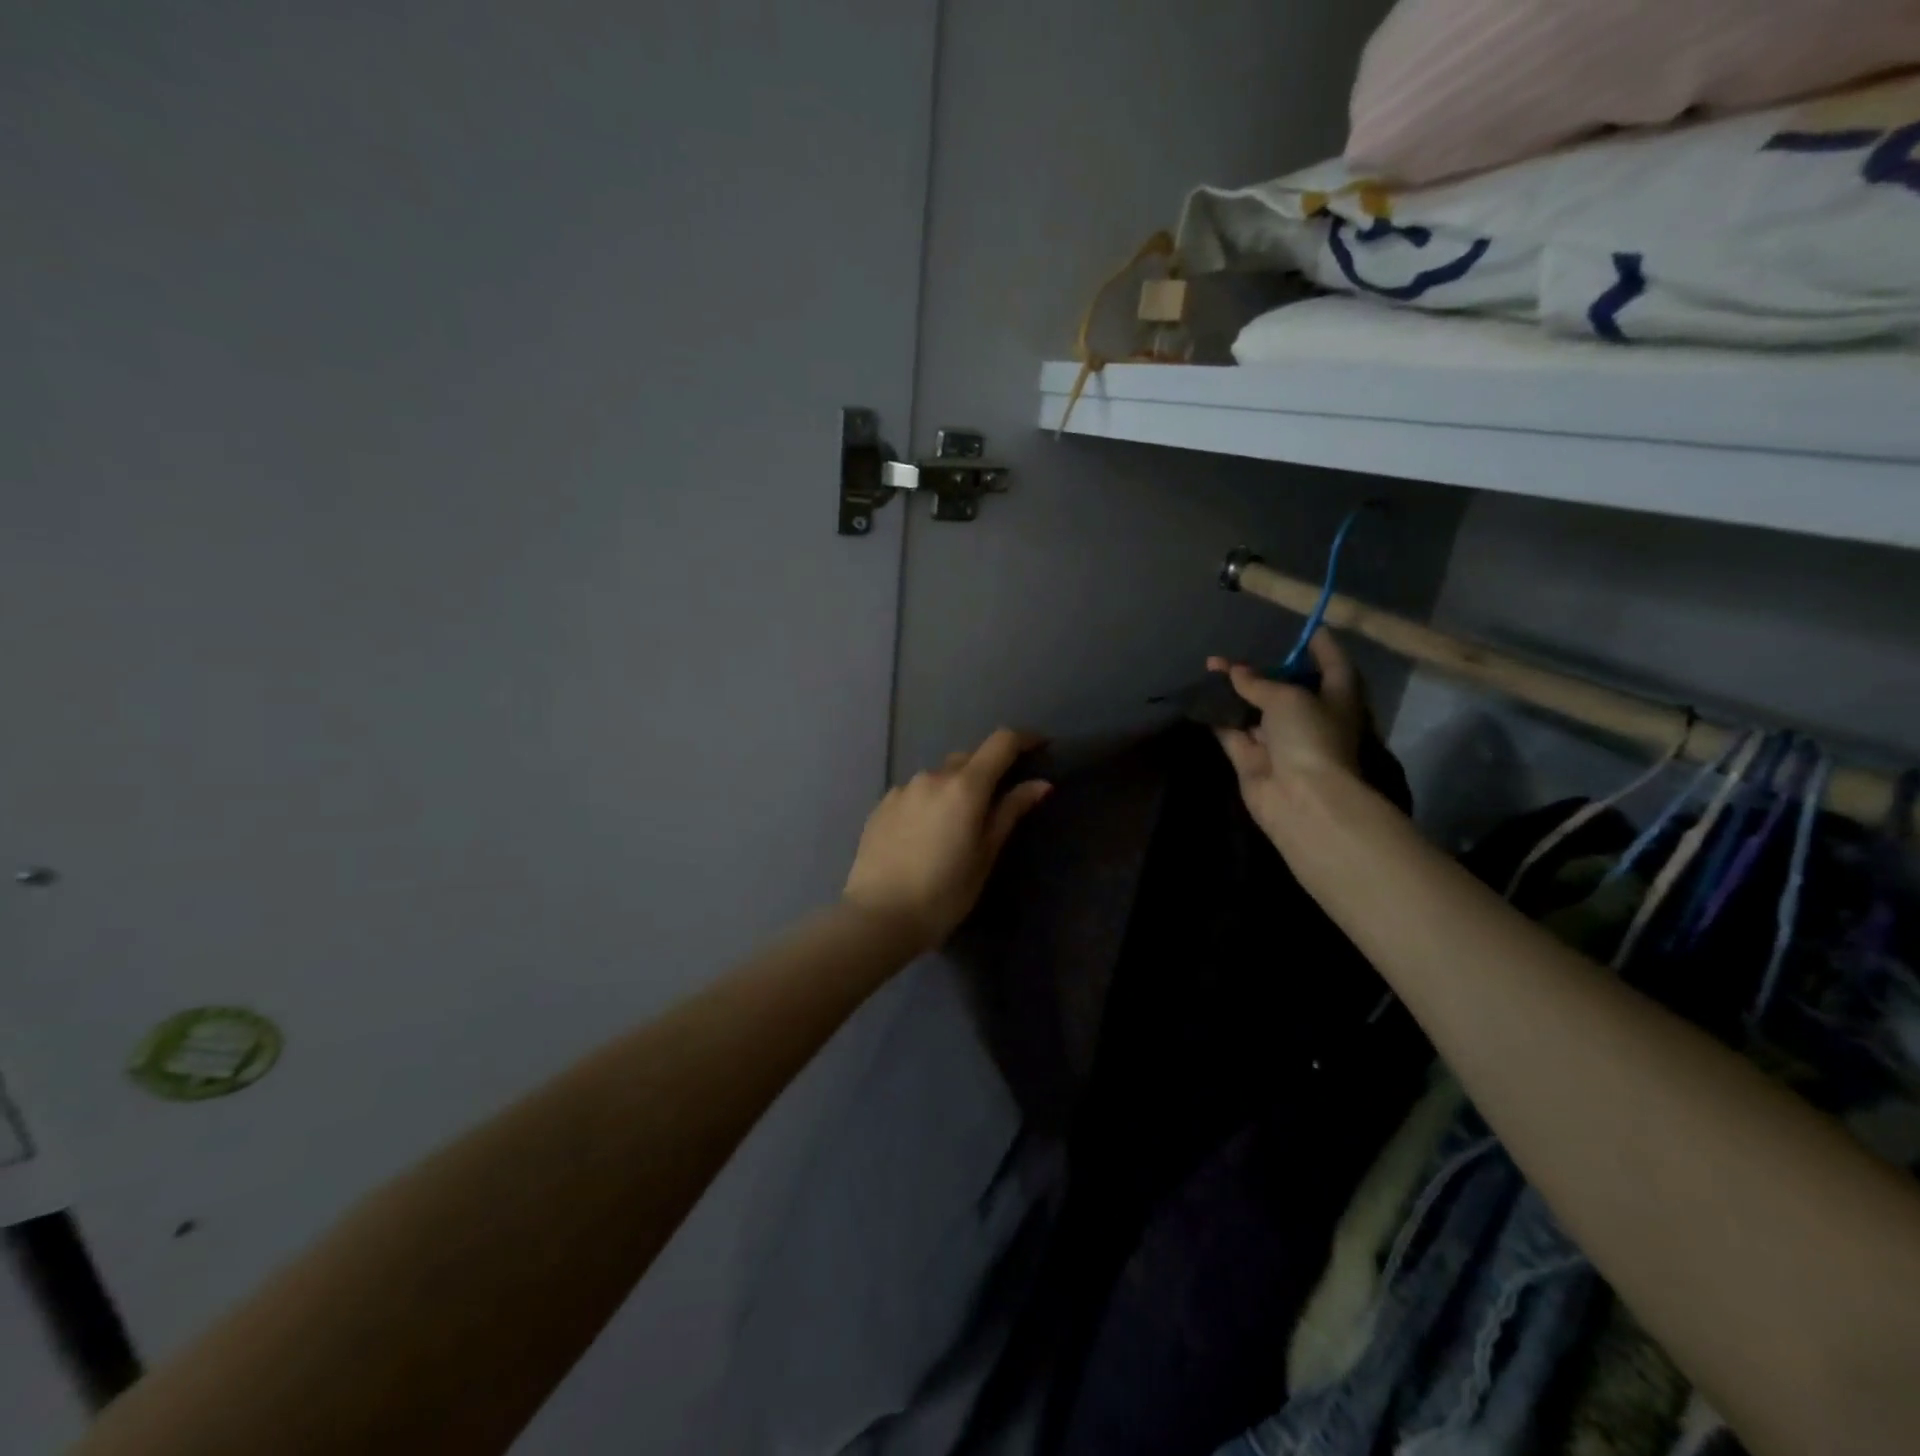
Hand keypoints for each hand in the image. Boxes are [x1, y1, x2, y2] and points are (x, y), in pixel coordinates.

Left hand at [843, 728, 1052, 950]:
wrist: (878, 917)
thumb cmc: (944, 893)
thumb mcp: (985, 856)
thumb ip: (1010, 813)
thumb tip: (1040, 784)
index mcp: (965, 786)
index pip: (1001, 743)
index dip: (1024, 740)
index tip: (1040, 747)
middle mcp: (932, 776)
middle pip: (969, 758)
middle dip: (988, 770)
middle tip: (997, 802)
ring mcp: (902, 789)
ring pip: (939, 776)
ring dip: (954, 788)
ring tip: (955, 826)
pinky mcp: (881, 805)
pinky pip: (914, 793)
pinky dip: (928, 802)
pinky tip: (925, 834)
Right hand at [1208, 631, 1368, 842]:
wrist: (1301, 799)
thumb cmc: (1310, 737)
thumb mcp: (1287, 697)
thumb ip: (1258, 682)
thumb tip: (1234, 671)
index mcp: (1336, 698)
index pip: (1333, 664)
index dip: (1321, 645)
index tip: (1305, 628)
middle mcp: (1310, 717)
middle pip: (1286, 687)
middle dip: (1262, 670)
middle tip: (1235, 651)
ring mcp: (1279, 740)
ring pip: (1253, 708)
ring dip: (1233, 690)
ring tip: (1209, 667)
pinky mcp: (1252, 758)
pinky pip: (1232, 730)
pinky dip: (1217, 716)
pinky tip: (1199, 697)